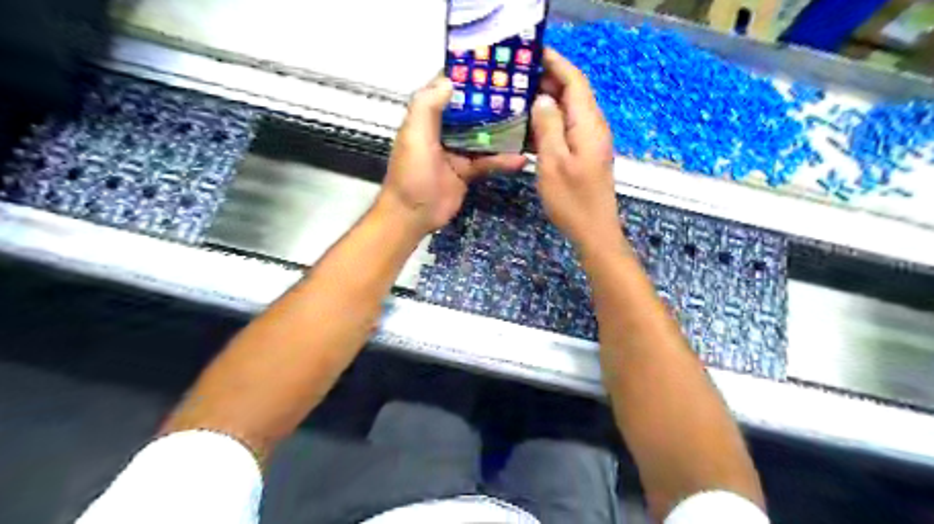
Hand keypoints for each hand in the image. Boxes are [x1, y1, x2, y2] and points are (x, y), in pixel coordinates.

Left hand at [378, 76, 523, 235]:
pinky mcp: (467, 170)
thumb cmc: (411, 173)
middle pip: (472, 110)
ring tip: (529, 121)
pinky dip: (502, 160)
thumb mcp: (415, 135)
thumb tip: (451, 80)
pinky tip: (521, 158)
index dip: (469, 76)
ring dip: (503, 131)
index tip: (495, 64)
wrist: (413, 215)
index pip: (449, 88)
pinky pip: (488, 161)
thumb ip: (427, 106)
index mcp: (428, 117)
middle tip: (522, 91)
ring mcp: (457, 151)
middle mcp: (444, 130)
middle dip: (493, 101)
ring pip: (484, 135)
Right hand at [532, 48, 617, 252]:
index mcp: (588, 124)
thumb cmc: (572, 199)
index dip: (555, 63)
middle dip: (548, 79)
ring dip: (547, 100)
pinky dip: (549, 121)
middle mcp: (592, 126)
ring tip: (519, 96)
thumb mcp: (553, 162)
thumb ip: (548, 126)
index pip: (574, 80)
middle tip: (517, 76)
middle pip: (573, 92)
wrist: (593, 230)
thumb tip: (542, 98)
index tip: (532, 52)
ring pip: (568, 110)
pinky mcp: (584, 153)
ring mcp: (589, 141)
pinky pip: (566, 128)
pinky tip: (529, 126)